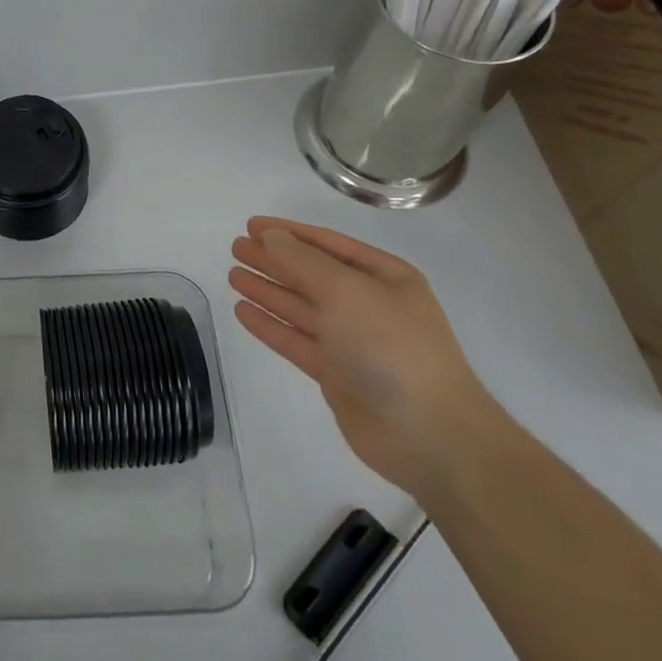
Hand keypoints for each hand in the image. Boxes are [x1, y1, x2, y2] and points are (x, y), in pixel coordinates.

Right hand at [229, 216, 501, 501]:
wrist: (428, 435)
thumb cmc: (391, 347)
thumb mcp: (347, 291)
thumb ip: (304, 261)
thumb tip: (272, 237)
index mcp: (384, 277)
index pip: (327, 244)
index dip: (288, 233)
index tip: (251, 226)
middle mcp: (368, 304)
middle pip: (311, 274)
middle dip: (274, 260)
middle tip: (236, 248)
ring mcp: (352, 340)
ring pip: (301, 307)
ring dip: (268, 290)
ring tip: (233, 275)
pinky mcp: (336, 374)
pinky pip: (296, 340)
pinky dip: (270, 325)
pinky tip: (243, 311)